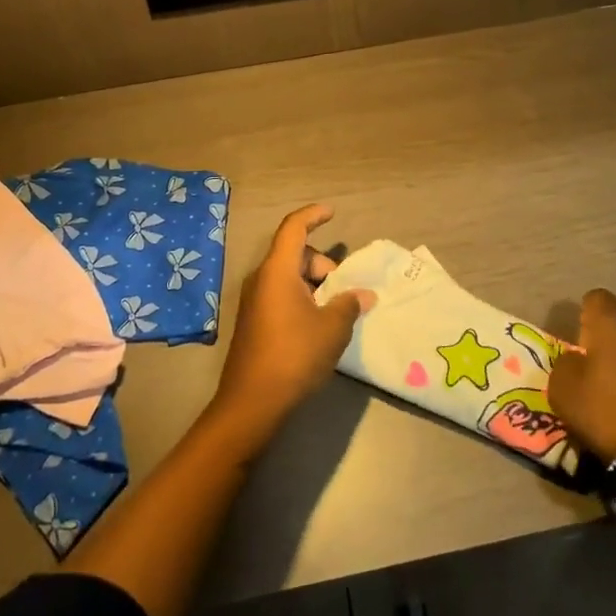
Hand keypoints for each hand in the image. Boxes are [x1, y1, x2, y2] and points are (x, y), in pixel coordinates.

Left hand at [211, 205, 375, 439]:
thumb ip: (349, 304)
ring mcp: (254, 301)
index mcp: (277, 270)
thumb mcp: (332, 329)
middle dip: (322, 263)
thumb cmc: (294, 355)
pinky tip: (319, 325)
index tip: (332, 212)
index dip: (313, 215)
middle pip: (294, 253)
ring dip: (314, 284)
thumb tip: (364, 295)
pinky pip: (281, 295)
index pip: (293, 228)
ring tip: (336, 310)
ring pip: (288, 276)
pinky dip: (302, 298)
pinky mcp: (254, 322)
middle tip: (344, 288)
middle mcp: (262, 279)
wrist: (251, 403)